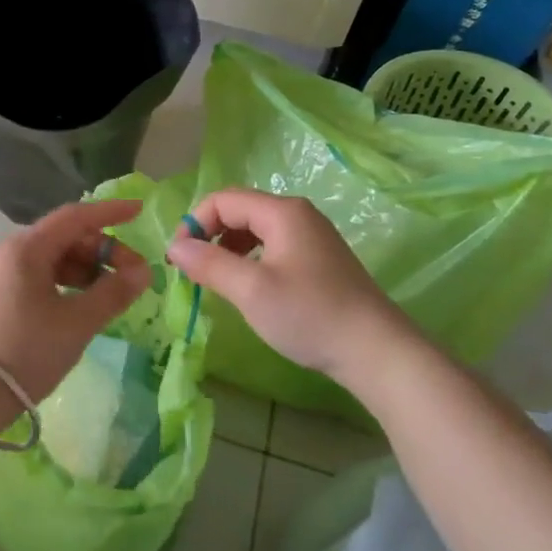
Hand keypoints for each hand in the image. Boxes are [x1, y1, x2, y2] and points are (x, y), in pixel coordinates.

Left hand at [0, 198, 151, 402]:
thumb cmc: (26, 351)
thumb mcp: (77, 323)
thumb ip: (113, 293)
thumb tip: (142, 271)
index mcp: (25, 248)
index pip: (75, 216)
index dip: (110, 212)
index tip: (138, 211)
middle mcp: (5, 253)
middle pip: (61, 238)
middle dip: (100, 251)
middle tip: (130, 276)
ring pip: (47, 260)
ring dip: (81, 270)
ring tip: (106, 296)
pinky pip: (32, 278)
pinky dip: (60, 284)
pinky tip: (75, 306)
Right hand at [166, 189, 407, 383]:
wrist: (376, 351)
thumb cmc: (310, 315)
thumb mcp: (251, 290)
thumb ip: (209, 264)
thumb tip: (175, 247)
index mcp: (282, 212)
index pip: (223, 200)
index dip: (194, 223)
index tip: (179, 259)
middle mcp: (298, 214)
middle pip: (240, 210)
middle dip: (210, 234)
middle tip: (192, 269)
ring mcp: (312, 235)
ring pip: (256, 229)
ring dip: (229, 247)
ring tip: (217, 279)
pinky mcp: (320, 259)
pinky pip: (273, 245)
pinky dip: (251, 258)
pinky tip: (249, 286)